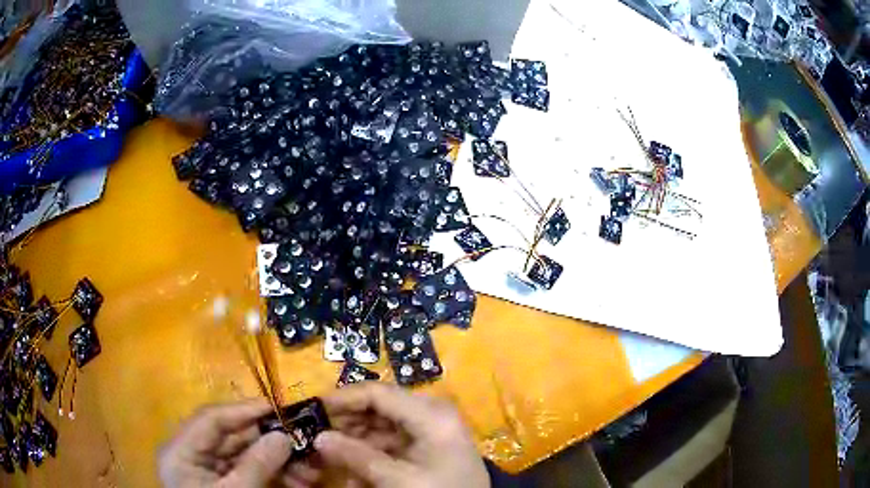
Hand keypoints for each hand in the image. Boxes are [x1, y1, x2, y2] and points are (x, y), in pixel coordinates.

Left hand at [159, 399, 292, 487]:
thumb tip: (283, 436)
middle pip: (229, 436)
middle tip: (301, 440)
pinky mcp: (221, 481)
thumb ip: (256, 465)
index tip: (278, 407)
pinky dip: (271, 472)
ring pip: (242, 454)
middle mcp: (190, 453)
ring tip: (307, 469)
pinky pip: (247, 469)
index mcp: (180, 451)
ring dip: (275, 458)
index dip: (243, 410)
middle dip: (267, 439)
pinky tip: (296, 479)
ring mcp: (205, 468)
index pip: (210, 419)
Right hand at [289, 383, 489, 487]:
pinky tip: (355, 469)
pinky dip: (371, 453)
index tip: (314, 410)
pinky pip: (392, 441)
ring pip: (382, 425)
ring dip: (356, 440)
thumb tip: (318, 437)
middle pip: (379, 407)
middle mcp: (431, 413)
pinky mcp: (427, 444)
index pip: (378, 393)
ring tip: (332, 455)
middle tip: (318, 435)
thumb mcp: (398, 480)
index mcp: (430, 414)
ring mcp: (430, 429)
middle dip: (347, 423)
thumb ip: (357, 457)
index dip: (343, 398)